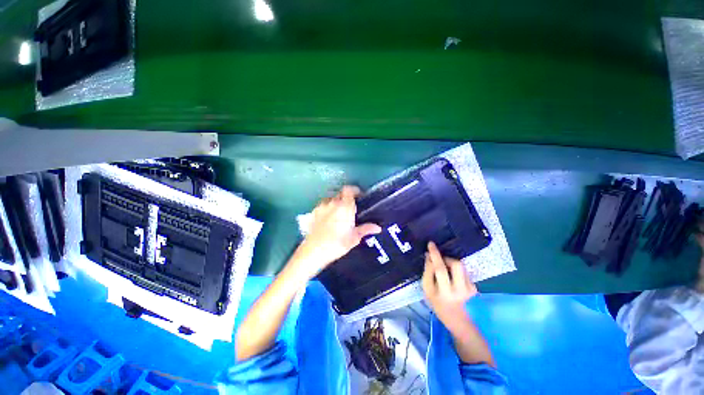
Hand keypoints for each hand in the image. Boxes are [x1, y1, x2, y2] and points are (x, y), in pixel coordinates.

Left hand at [292, 186, 380, 279]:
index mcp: (345, 206)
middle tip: (350, 209)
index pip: (349, 190)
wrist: (314, 251)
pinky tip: (327, 219)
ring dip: (336, 203)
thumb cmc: (337, 243)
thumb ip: (365, 229)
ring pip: (330, 199)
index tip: (359, 196)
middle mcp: (333, 203)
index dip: (355, 190)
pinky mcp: (313, 212)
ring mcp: (321, 207)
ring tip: (338, 214)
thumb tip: (377, 227)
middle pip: (340, 194)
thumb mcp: (354, 237)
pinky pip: (322, 206)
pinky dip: (327, 208)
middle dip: (346, 198)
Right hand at [422, 241, 476, 330]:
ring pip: (460, 266)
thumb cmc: (436, 301)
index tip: (431, 244)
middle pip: (456, 264)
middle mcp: (460, 290)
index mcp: (444, 291)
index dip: (435, 255)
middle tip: (439, 261)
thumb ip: (427, 271)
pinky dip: (456, 270)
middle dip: (446, 259)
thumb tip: (429, 255)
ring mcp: (469, 289)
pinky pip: (463, 271)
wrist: (455, 316)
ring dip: (451, 264)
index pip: (440, 269)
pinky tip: (453, 278)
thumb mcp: (427, 287)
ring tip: (446, 271)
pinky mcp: (474, 287)